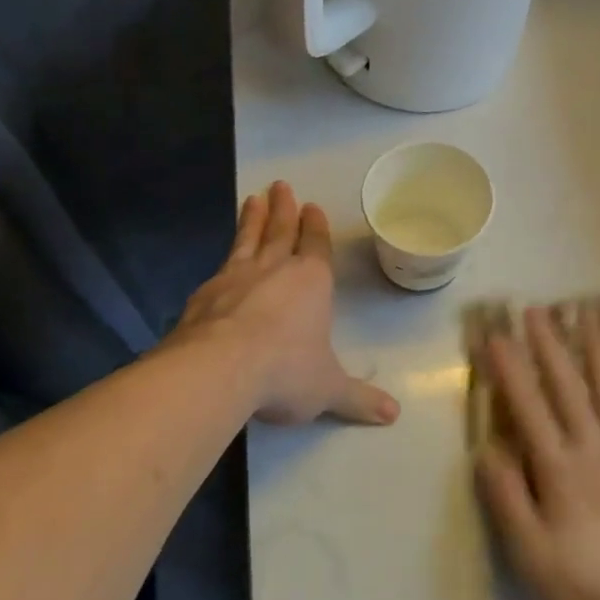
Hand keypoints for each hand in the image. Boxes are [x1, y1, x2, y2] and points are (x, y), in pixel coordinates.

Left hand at [175, 182, 398, 426]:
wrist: (219, 368)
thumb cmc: (285, 371)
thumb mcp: (328, 389)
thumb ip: (358, 399)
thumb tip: (393, 415)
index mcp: (311, 283)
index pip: (316, 246)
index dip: (316, 228)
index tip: (312, 206)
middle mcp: (274, 270)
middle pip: (281, 231)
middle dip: (284, 209)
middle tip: (281, 185)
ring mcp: (236, 277)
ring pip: (248, 239)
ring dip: (253, 218)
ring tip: (253, 198)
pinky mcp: (206, 293)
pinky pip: (220, 266)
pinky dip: (225, 256)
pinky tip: (221, 261)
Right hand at [475, 306, 599, 599]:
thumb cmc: (593, 585)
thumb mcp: (533, 556)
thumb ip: (508, 499)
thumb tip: (485, 450)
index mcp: (559, 466)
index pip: (527, 406)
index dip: (509, 369)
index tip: (495, 335)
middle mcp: (593, 445)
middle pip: (567, 385)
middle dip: (548, 344)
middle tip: (535, 308)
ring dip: (595, 348)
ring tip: (586, 313)